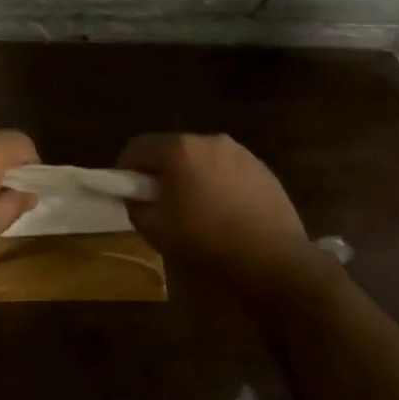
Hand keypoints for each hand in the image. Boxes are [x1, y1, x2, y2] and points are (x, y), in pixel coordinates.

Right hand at [118, 134, 319, 289]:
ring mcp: (241, 153)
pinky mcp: (263, 170)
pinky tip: (225, 215)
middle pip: (172, 150)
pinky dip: (218, 186)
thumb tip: (137, 196)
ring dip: (192, 178)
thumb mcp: (154, 229)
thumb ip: (135, 206)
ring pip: (202, 160)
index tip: (127, 193)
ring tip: (196, 212)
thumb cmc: (205, 240)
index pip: (137, 146)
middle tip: (159, 205)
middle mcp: (210, 141)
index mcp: (180, 149)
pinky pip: (228, 172)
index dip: (125, 169)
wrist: (272, 259)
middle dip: (161, 173)